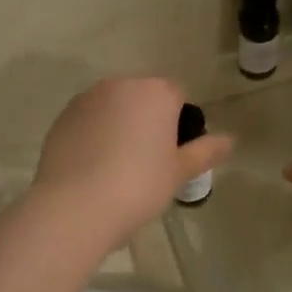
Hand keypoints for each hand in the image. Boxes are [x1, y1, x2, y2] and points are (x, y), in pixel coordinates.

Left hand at [33, 78, 233, 242]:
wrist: (75, 206)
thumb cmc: (139, 186)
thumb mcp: (179, 172)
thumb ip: (206, 151)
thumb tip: (230, 141)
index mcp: (155, 92)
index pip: (177, 94)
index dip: (179, 121)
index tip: (174, 152)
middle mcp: (120, 85)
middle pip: (143, 96)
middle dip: (148, 119)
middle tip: (148, 161)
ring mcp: (86, 99)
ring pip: (113, 106)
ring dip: (119, 124)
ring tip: (117, 166)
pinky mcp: (62, 117)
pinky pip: (88, 120)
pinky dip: (94, 134)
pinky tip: (93, 167)